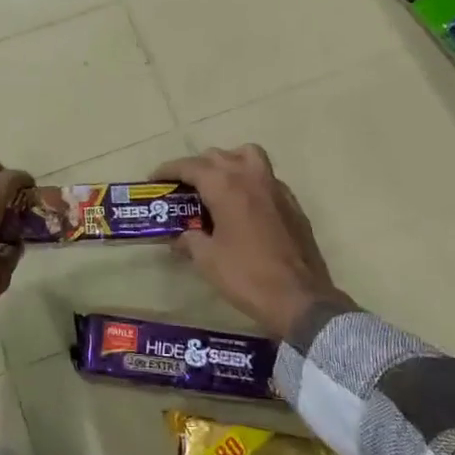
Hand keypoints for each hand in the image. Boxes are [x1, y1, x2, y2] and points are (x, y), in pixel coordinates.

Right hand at [156, 145, 344, 340]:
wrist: (300, 298)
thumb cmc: (247, 276)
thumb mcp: (207, 260)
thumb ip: (190, 240)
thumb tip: (181, 236)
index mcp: (226, 186)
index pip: (191, 166)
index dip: (168, 170)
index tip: (154, 178)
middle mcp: (251, 177)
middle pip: (218, 156)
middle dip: (196, 166)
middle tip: (182, 187)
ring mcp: (276, 188)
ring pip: (247, 156)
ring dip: (228, 163)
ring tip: (216, 184)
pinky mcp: (292, 203)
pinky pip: (266, 178)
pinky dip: (249, 181)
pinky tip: (243, 205)